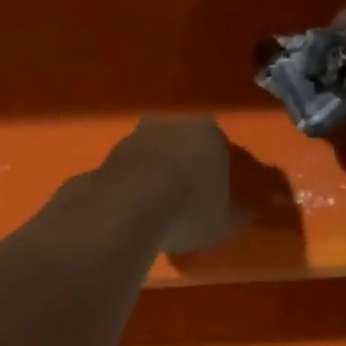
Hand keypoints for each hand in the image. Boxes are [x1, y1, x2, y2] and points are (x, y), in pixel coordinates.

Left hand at [105, 116, 236, 254]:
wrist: (131, 207)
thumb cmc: (190, 207)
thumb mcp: (225, 220)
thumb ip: (233, 212)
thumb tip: (239, 212)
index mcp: (208, 132)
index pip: (219, 146)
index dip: (217, 171)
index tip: (216, 194)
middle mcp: (170, 125)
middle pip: (181, 146)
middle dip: (183, 167)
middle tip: (186, 201)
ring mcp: (134, 137)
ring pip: (150, 156)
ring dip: (154, 176)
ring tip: (157, 212)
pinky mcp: (106, 157)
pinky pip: (126, 174)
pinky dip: (130, 189)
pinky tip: (132, 214)